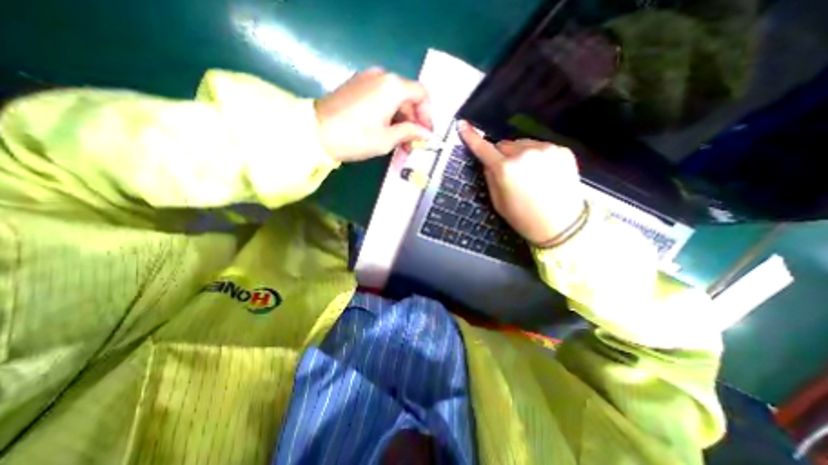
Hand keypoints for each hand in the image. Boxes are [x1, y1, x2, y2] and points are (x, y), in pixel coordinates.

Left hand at [316, 67, 433, 163]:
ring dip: (401, 119)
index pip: (421, 95)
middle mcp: (382, 76)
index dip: (427, 115)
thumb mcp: (387, 139)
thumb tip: (426, 134)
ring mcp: (366, 79)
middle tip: (413, 143)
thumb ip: (410, 132)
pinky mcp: (356, 86)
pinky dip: (388, 113)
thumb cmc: (357, 137)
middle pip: (407, 97)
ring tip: (401, 142)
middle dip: (413, 120)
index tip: (426, 134)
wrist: (316, 133)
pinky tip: (387, 131)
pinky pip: (380, 97)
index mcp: (393, 86)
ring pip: (394, 98)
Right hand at [456, 121, 584, 247]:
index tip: (462, 125)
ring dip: (520, 154)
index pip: (483, 148)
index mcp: (505, 169)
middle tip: (509, 174)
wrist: (561, 225)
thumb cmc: (523, 218)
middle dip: (502, 155)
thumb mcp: (498, 202)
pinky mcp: (562, 150)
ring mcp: (546, 149)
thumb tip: (488, 162)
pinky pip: (541, 148)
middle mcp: (524, 153)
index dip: (471, 137)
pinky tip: (544, 173)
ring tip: (530, 175)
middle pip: (504, 145)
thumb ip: (490, 178)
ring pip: (523, 144)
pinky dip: (538, 156)